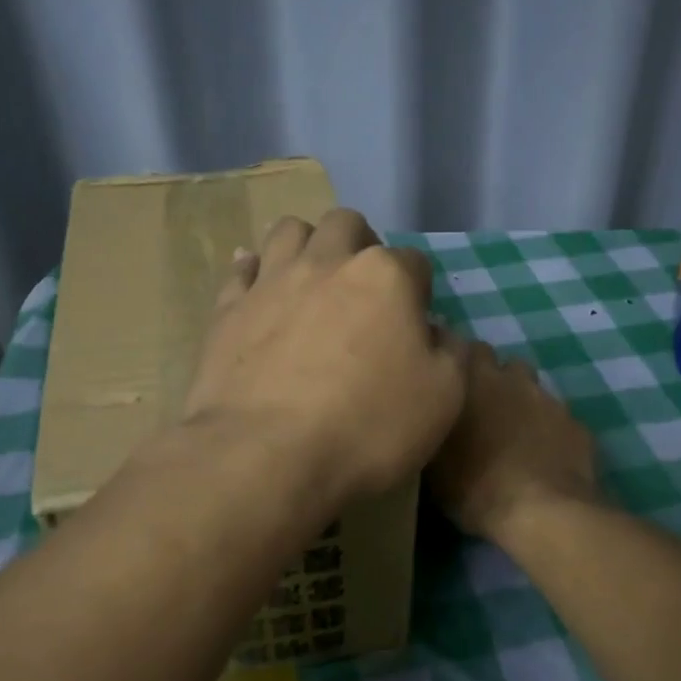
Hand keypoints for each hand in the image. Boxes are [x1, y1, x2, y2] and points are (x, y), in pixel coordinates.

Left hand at [182, 210, 466, 508]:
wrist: (267, 455)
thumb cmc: (366, 427)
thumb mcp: (443, 399)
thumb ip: (452, 353)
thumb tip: (440, 332)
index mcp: (384, 276)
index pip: (414, 261)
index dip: (419, 289)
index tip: (415, 321)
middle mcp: (326, 263)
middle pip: (346, 225)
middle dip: (360, 244)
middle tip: (362, 287)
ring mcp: (271, 282)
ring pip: (289, 231)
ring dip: (306, 244)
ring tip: (311, 279)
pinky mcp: (228, 309)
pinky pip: (240, 268)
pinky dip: (253, 270)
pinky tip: (258, 286)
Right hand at [427, 341, 599, 545]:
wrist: (543, 514)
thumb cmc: (475, 486)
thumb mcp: (433, 463)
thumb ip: (434, 427)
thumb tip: (431, 416)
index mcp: (472, 380)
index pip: (462, 347)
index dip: (457, 364)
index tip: (449, 383)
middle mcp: (511, 379)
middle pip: (501, 364)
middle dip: (492, 380)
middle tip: (481, 411)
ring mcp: (549, 399)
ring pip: (531, 388)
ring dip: (520, 402)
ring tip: (512, 434)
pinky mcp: (576, 424)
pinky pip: (556, 418)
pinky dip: (547, 430)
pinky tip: (541, 455)